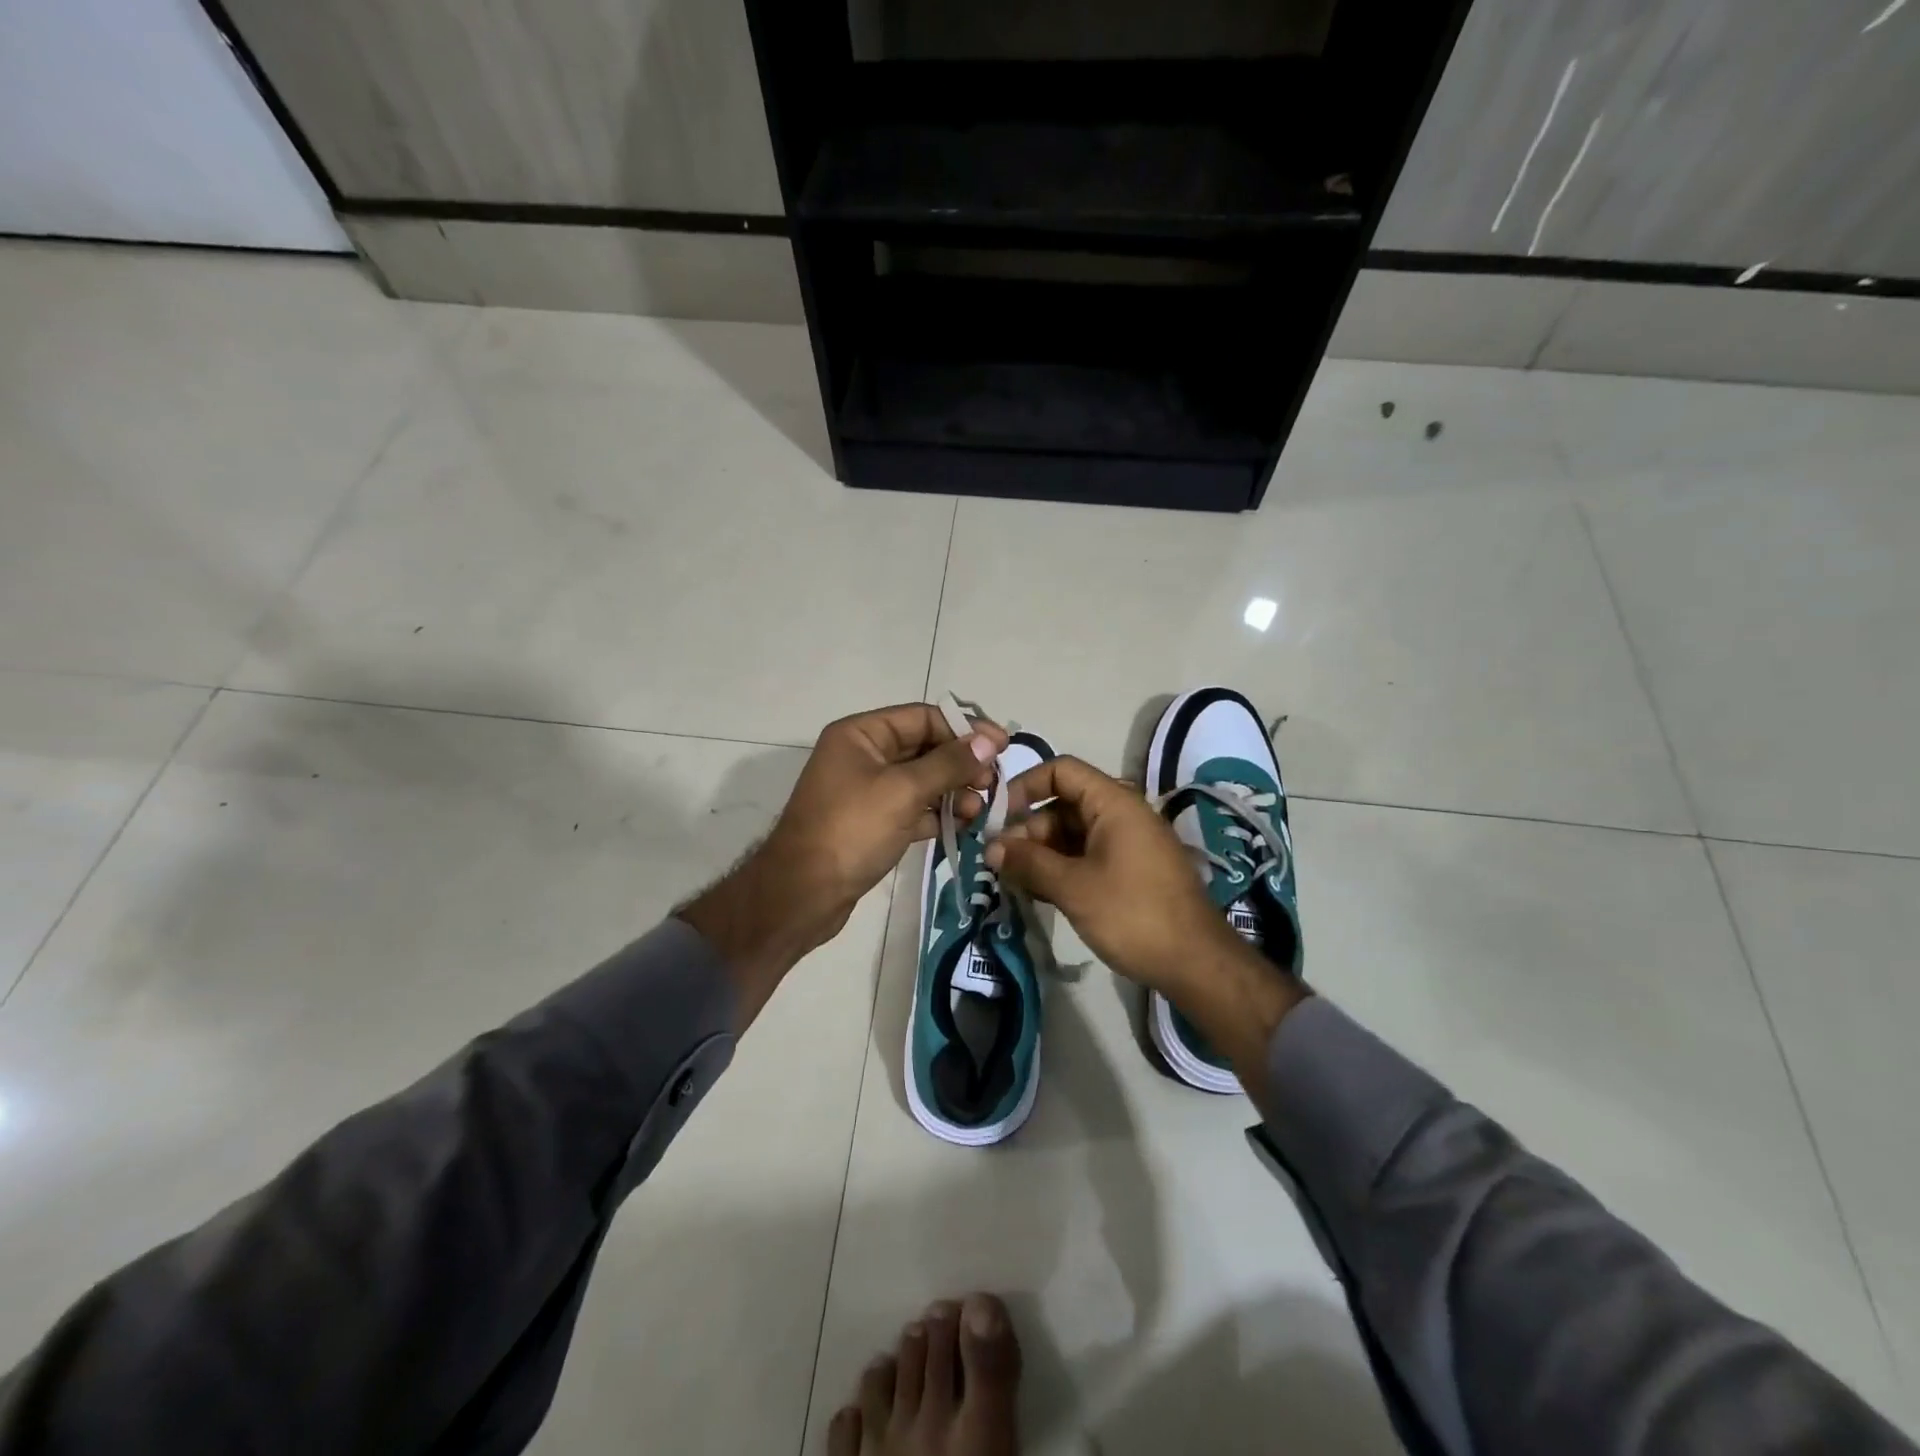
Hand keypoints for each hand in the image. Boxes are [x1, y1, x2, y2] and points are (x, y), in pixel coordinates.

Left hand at [682, 703, 1006, 1028]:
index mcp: (861, 734)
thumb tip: (987, 742)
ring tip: (980, 810)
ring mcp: (867, 790)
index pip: (923, 717)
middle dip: (961, 763)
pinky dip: (937, 813)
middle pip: (924, 747)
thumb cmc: (851, 830)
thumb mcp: (903, 791)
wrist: (803, 893)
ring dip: (954, 790)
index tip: (1002, 746)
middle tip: (993, 783)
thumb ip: (948, 764)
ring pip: (922, 780)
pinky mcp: (873, 822)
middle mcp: (863, 755)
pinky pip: (913, 807)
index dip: (964, 728)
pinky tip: (963, 824)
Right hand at [985, 756, 1307, 1081]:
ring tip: (1015, 881)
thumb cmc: (1132, 914)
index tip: (1000, 819)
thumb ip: (1028, 862)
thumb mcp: (1073, 887)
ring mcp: (1128, 843)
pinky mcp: (1131, 870)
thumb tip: (989, 847)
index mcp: (1114, 803)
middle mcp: (1122, 814)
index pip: (1061, 771)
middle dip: (1029, 829)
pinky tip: (1040, 892)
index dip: (1026, 786)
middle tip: (1002, 863)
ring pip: (1073, 833)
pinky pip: (1088, 855)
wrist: (1196, 963)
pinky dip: (1062, 867)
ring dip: (1042, 852)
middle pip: (1064, 804)